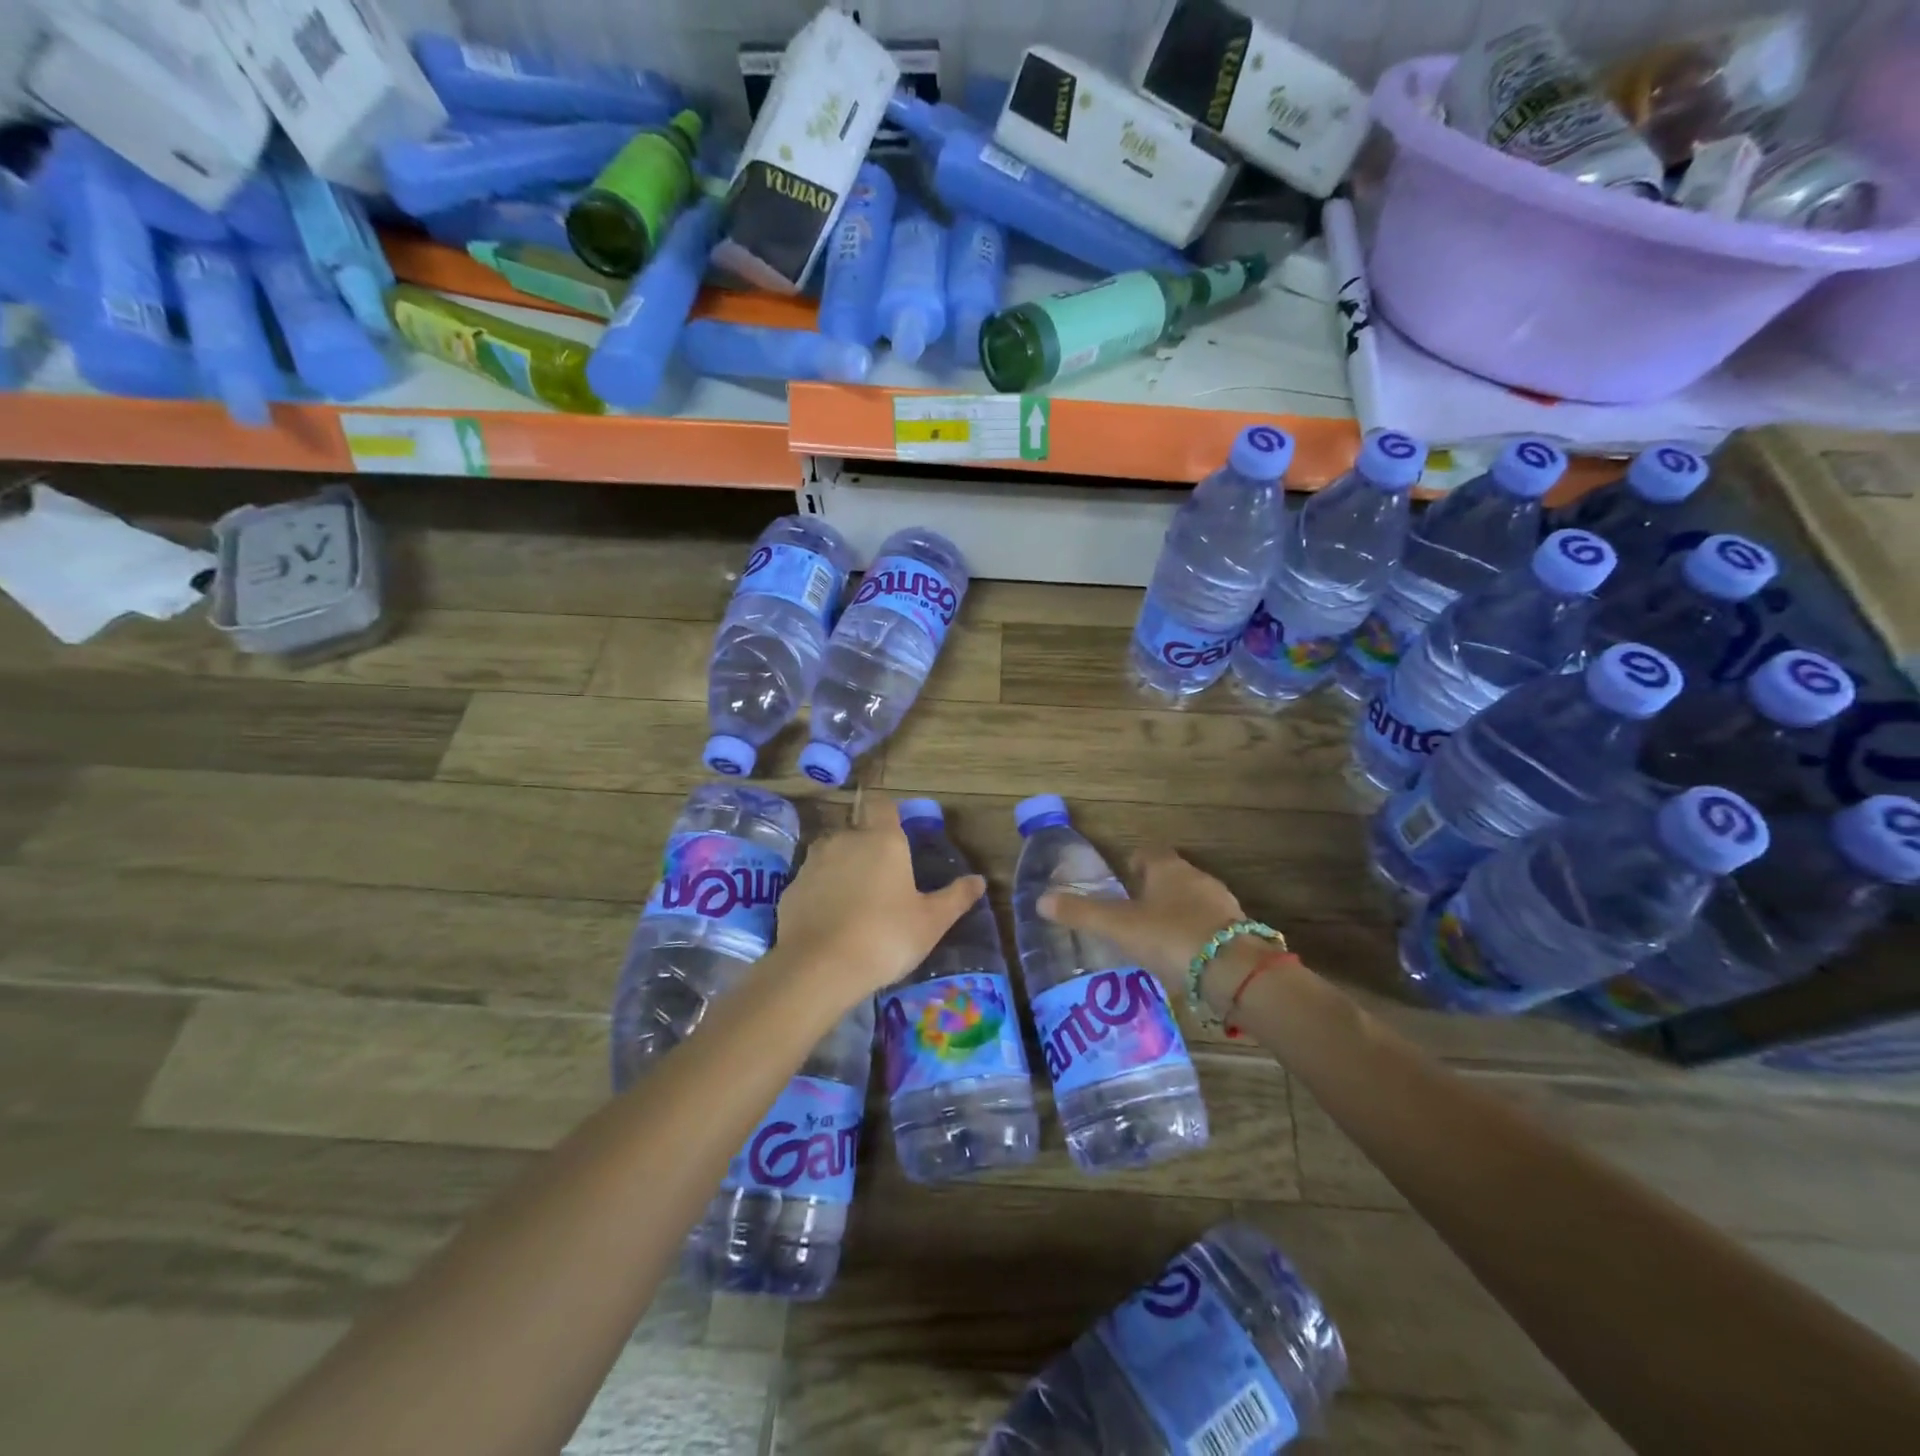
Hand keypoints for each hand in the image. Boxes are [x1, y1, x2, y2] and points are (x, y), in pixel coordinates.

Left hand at [774, 795, 985, 1004]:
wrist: (819, 968)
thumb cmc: (886, 937)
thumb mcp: (931, 922)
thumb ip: (955, 897)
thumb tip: (979, 881)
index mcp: (882, 840)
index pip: (883, 805)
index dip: (889, 814)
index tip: (898, 834)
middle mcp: (845, 840)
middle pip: (856, 830)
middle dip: (868, 847)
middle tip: (883, 881)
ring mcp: (813, 863)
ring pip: (831, 854)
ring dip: (842, 868)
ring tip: (856, 902)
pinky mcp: (791, 888)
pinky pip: (812, 882)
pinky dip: (821, 893)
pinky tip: (830, 921)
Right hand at [1039, 847, 1245, 982]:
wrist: (1234, 971)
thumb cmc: (1170, 936)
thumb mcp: (1118, 927)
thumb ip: (1081, 913)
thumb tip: (1041, 900)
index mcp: (1167, 868)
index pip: (1149, 852)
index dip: (1134, 863)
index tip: (1122, 880)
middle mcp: (1197, 878)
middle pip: (1172, 876)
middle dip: (1154, 891)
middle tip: (1133, 914)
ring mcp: (1222, 905)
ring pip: (1193, 901)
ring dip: (1177, 914)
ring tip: (1156, 940)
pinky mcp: (1238, 933)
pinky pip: (1210, 927)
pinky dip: (1196, 937)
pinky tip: (1184, 960)